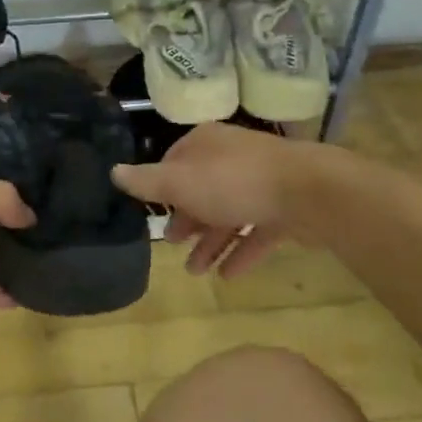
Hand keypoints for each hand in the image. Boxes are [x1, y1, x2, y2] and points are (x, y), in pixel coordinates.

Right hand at [111, 122, 331, 277]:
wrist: (308, 192)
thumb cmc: (234, 182)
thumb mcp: (180, 182)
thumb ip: (147, 181)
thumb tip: (114, 171)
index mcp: (206, 145)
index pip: (175, 161)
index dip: (162, 186)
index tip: (153, 211)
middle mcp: (232, 159)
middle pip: (202, 190)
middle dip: (186, 219)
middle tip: (172, 244)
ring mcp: (261, 183)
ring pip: (228, 214)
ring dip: (210, 243)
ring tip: (195, 272)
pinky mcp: (284, 209)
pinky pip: (256, 232)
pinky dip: (240, 252)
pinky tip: (227, 276)